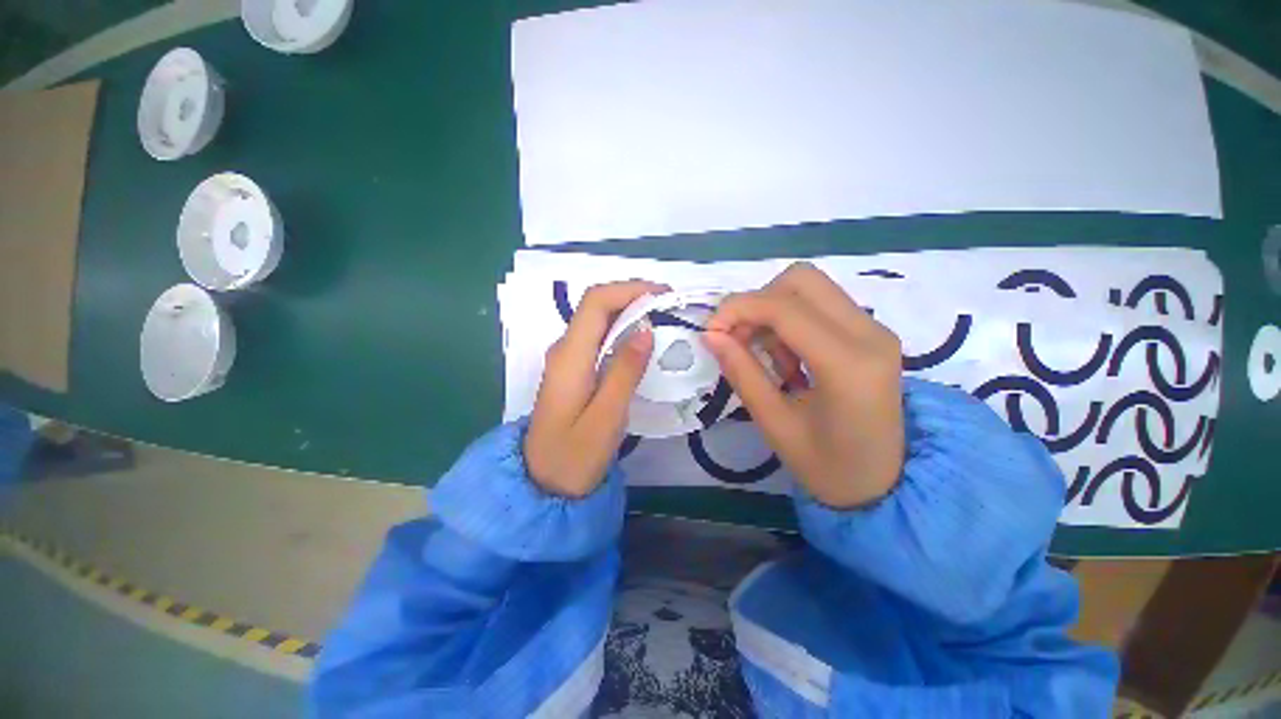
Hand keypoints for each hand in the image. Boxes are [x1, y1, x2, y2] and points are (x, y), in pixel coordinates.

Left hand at [525, 281, 666, 497]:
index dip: (629, 289)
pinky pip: (599, 338)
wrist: (543, 483)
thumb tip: (646, 329)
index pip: (595, 302)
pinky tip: (642, 341)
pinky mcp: (574, 370)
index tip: (663, 295)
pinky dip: (623, 330)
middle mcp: (564, 349)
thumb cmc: (574, 457)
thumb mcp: (606, 418)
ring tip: (663, 319)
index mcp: (569, 357)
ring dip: (630, 312)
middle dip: (633, 296)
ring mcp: (567, 359)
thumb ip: (625, 372)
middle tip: (670, 306)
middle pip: (596, 305)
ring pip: (598, 320)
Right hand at [703, 263, 904, 508]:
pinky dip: (790, 320)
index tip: (711, 331)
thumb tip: (710, 334)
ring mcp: (875, 329)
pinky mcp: (871, 333)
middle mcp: (869, 334)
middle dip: (757, 302)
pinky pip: (820, 305)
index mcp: (848, 364)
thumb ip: (742, 372)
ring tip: (765, 356)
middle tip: (738, 337)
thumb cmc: (827, 466)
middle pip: (801, 279)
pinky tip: (787, 357)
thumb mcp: (774, 423)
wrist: (884, 484)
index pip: (785, 308)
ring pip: (810, 288)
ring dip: (773, 311)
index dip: (738, 309)